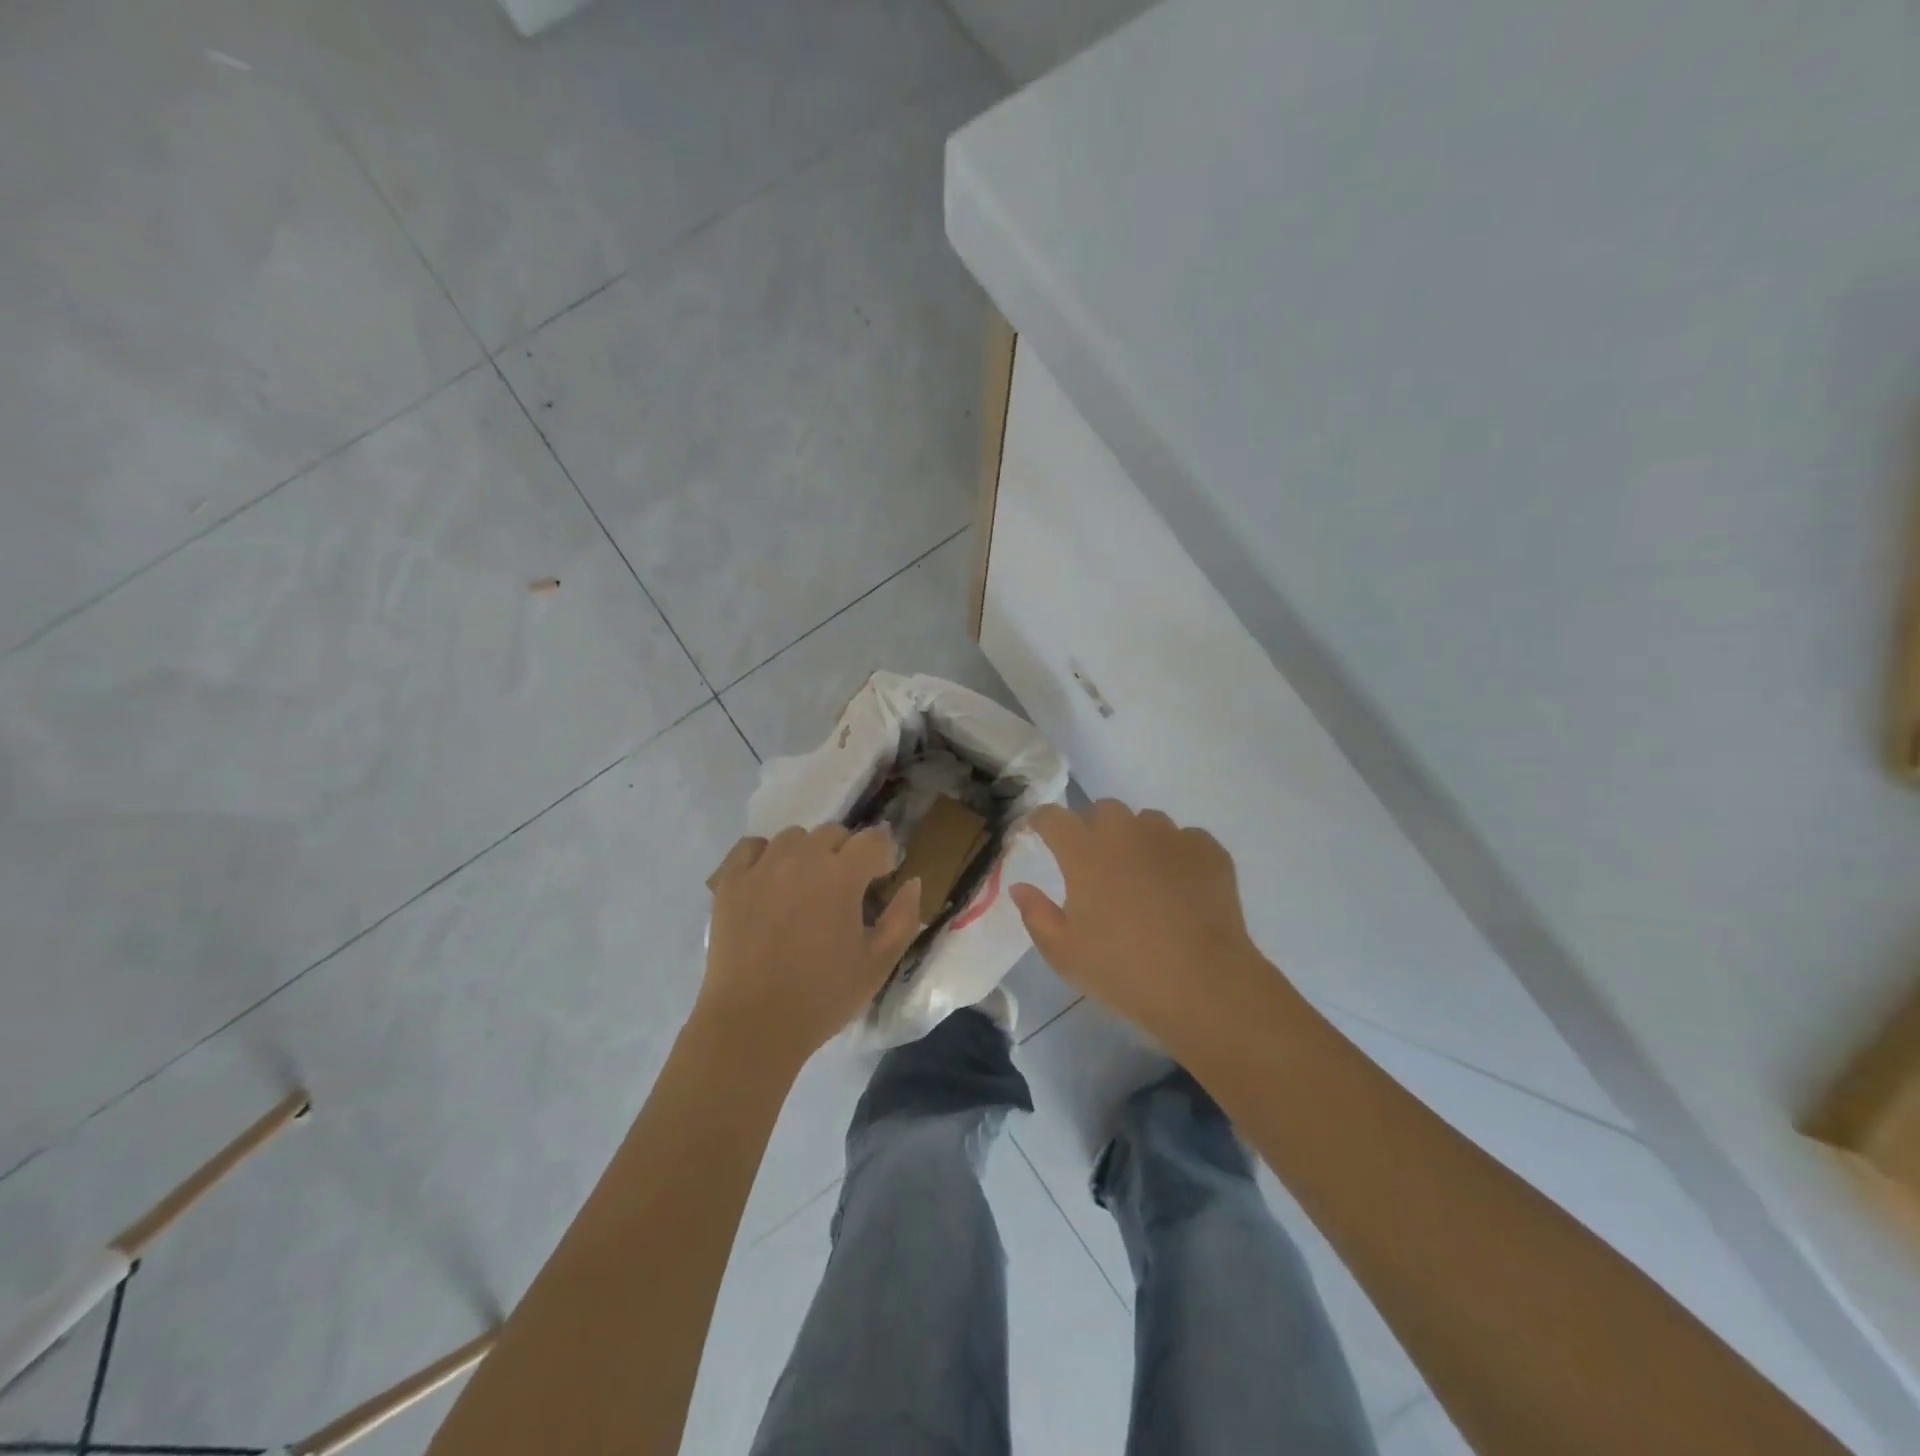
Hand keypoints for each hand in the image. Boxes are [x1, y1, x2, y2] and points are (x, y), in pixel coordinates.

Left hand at [699, 825, 922, 1067]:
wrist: (752, 1024)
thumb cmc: (823, 997)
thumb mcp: (878, 964)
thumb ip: (903, 918)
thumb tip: (912, 882)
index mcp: (842, 876)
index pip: (873, 839)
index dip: (883, 856)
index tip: (882, 879)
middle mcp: (802, 858)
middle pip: (833, 833)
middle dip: (847, 852)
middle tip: (845, 888)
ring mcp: (761, 867)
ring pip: (793, 836)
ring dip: (808, 852)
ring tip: (806, 885)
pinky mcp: (730, 882)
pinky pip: (751, 847)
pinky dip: (764, 855)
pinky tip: (769, 880)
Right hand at [1010, 801, 1274, 1045]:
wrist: (1203, 985)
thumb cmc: (1123, 971)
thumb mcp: (1064, 953)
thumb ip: (1036, 914)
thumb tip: (1020, 887)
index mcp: (1085, 853)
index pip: (1053, 817)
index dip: (1042, 821)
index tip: (1039, 833)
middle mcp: (1126, 833)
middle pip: (1103, 809)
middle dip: (1093, 827)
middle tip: (1096, 863)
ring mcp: (1171, 838)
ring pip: (1146, 821)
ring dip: (1136, 838)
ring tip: (1141, 875)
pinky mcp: (1208, 850)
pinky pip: (1185, 839)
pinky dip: (1176, 855)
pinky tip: (1179, 886)